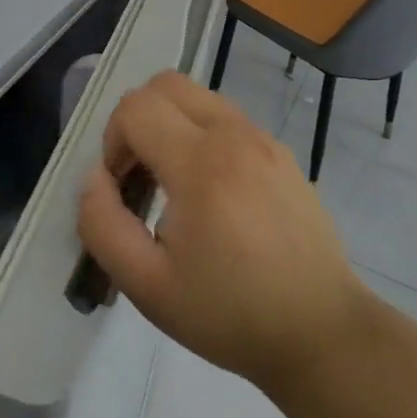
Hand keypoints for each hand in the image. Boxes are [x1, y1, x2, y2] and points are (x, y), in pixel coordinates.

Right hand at [76, 70, 369, 394]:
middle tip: (140, 174)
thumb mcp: (147, 286)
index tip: (121, 188)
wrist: (321, 333)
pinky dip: (203, 136)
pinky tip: (212, 194)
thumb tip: (95, 178)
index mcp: (201, 163)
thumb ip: (102, 225)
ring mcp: (264, 139)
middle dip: (138, 119)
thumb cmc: (230, 314)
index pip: (136, 107)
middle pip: (166, 84)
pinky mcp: (283, 153)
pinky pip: (228, 120)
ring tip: (174, 185)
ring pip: (199, 97)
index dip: (112, 140)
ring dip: (171, 125)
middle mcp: (234, 135)